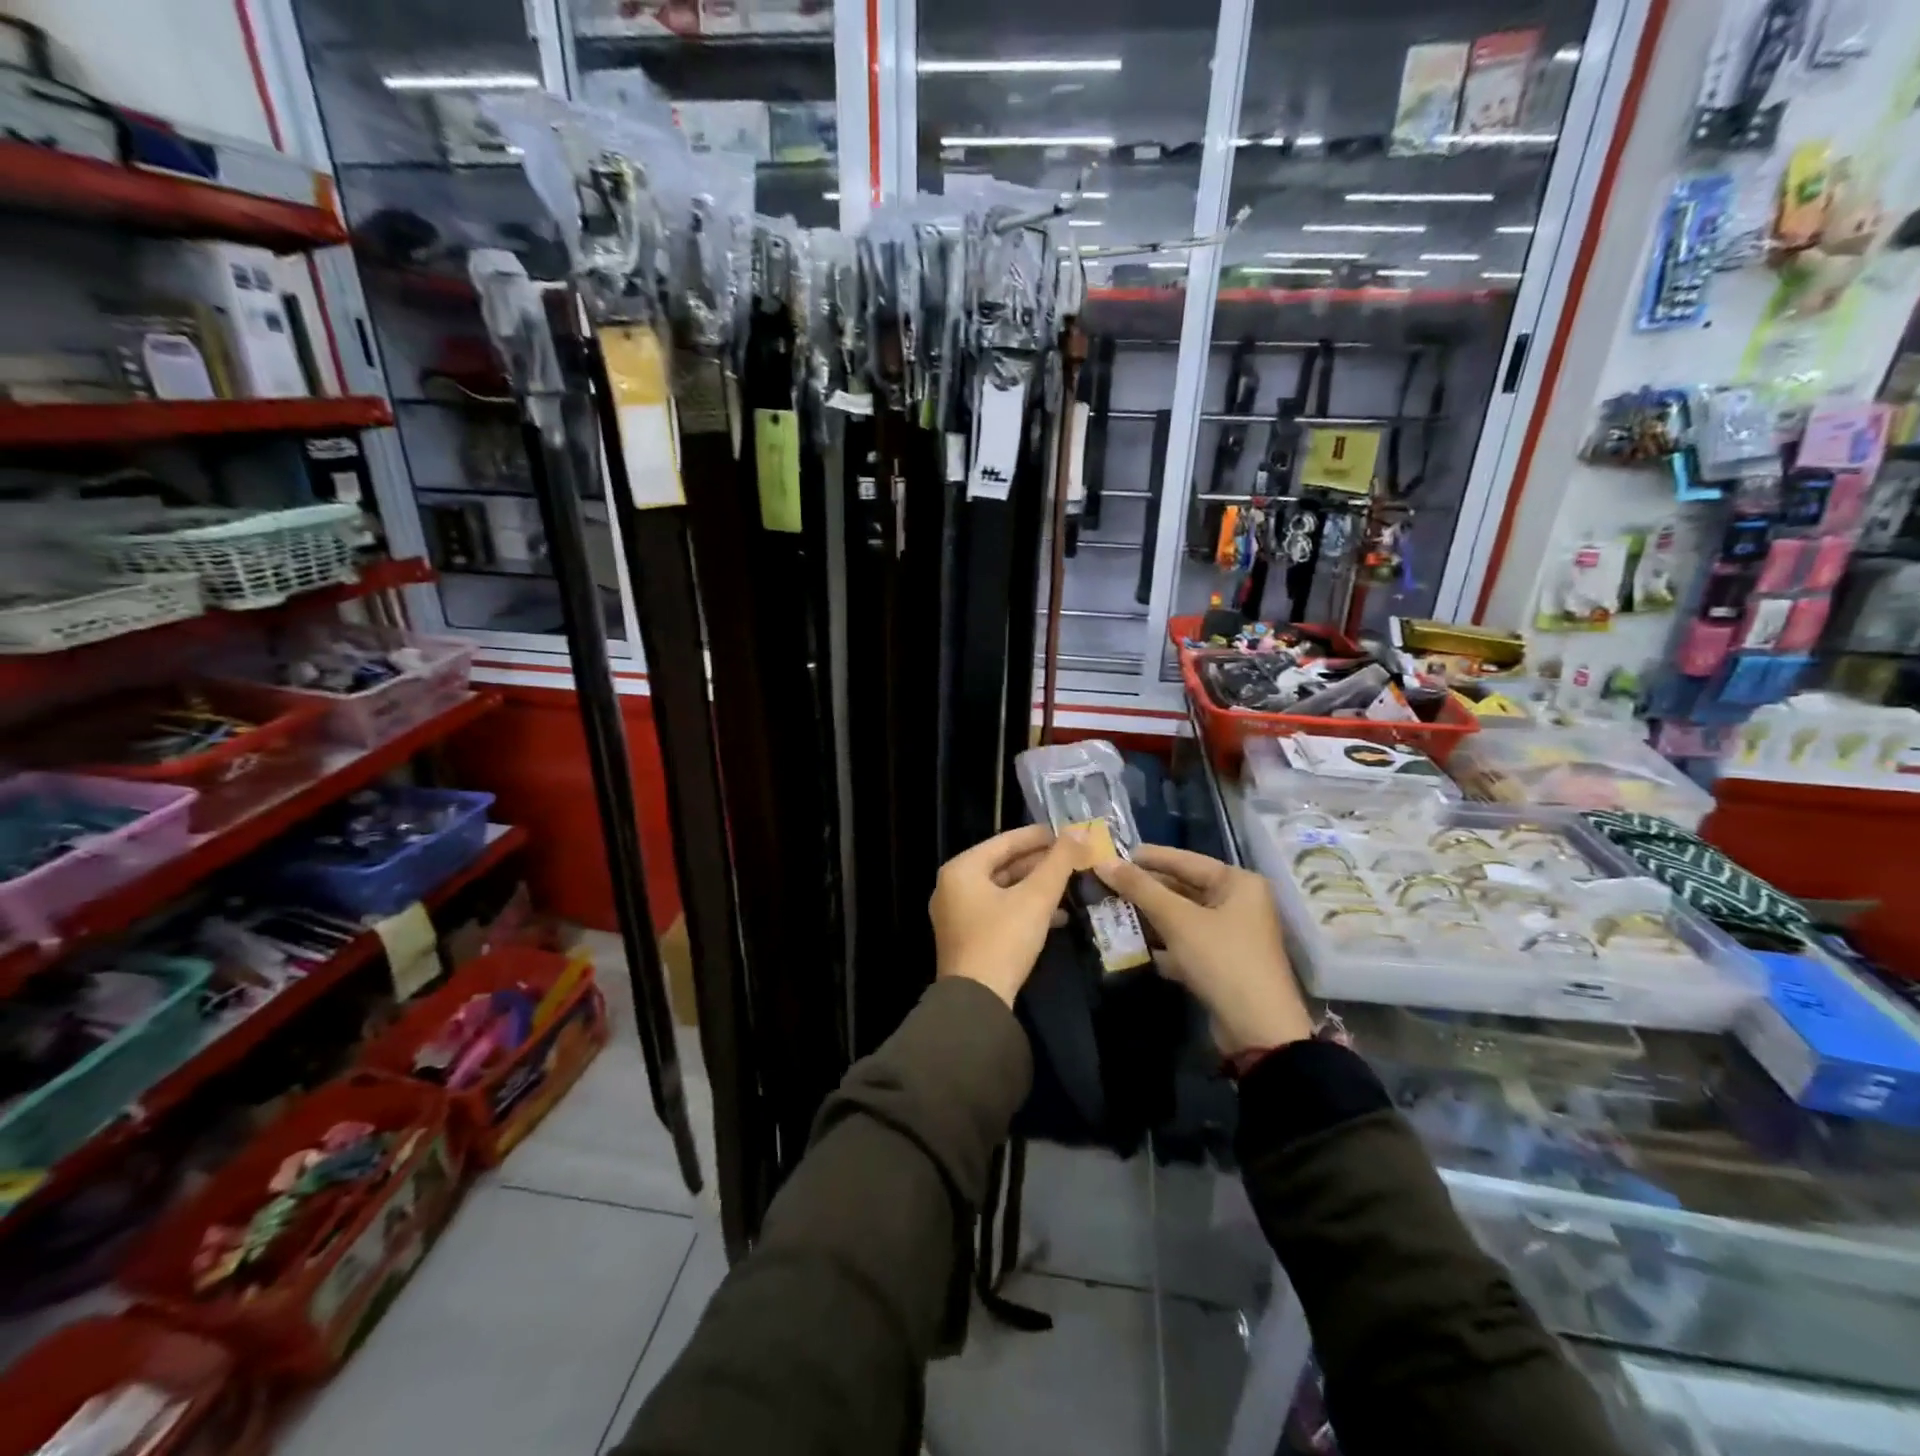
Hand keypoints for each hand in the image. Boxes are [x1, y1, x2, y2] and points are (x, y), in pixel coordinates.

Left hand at [932, 824, 1088, 1007]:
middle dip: (1040, 864)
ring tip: (1071, 885)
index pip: (1005, 841)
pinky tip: (1058, 916)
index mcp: (962, 869)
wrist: (977, 1001)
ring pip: (1004, 890)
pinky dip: (1026, 909)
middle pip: (1003, 865)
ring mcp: (958, 914)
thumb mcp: (1036, 897)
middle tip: (1074, 859)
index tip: (1069, 833)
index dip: (1040, 836)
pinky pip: (1000, 911)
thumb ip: (1059, 862)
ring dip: (1037, 888)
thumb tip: (1081, 831)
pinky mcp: (968, 938)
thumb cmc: (1003, 939)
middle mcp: (953, 887)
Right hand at [1095, 846, 1313, 1055]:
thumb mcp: (1178, 920)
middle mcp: (1238, 903)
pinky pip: (1184, 942)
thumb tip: (1103, 862)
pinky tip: (1131, 944)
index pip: (1184, 860)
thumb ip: (1140, 888)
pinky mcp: (1220, 963)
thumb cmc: (1222, 960)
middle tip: (1105, 885)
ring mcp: (1230, 935)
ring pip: (1181, 917)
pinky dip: (1161, 942)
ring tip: (1110, 911)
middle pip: (1182, 888)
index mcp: (1237, 883)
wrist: (1258, 1031)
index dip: (1147, 858)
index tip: (1111, 855)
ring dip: (1148, 917)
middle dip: (1144, 890)